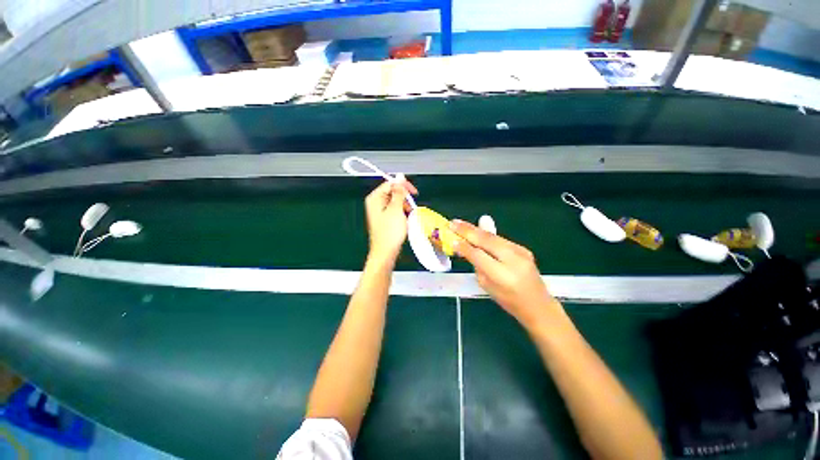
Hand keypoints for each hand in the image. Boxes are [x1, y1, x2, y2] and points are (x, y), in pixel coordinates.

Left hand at [364, 175, 417, 261]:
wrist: (386, 252)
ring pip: (396, 202)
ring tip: (408, 216)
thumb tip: (400, 176)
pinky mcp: (384, 219)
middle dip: (404, 199)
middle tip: (410, 208)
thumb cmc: (390, 231)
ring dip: (404, 207)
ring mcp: (379, 212)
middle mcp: (375, 203)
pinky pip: (395, 211)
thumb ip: (399, 192)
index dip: (403, 186)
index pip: (390, 183)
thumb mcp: (396, 209)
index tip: (414, 193)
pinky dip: (402, 214)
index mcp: (375, 198)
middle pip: (393, 192)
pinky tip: (405, 221)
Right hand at [451, 220, 560, 328]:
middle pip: (486, 240)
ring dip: (475, 229)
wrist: (538, 304)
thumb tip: (466, 247)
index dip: (464, 246)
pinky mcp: (523, 248)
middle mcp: (513, 260)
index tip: (451, 239)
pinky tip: (475, 230)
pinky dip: (485, 234)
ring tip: (459, 223)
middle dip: (467, 230)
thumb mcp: (487, 286)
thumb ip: (477, 265)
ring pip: (493, 236)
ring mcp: (520, 252)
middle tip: (452, 223)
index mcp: (502, 275)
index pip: (479, 255)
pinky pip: (499, 239)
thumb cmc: (508, 300)